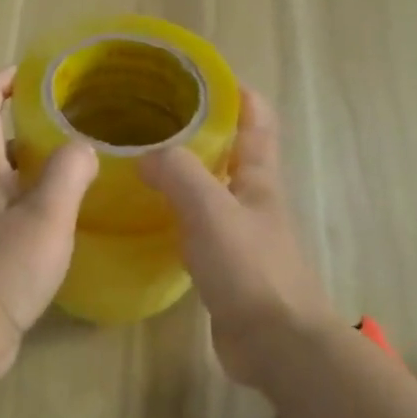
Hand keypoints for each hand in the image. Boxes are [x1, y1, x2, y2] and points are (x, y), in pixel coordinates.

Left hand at [0, 67, 99, 379]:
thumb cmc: (5, 266)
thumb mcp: (46, 214)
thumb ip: (68, 173)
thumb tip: (83, 147)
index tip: (25, 70)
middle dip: (27, 126)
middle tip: (71, 123)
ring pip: (11, 182)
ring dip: (38, 167)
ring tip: (80, 167)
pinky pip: (19, 214)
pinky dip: (42, 203)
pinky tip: (69, 219)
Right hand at [141, 88, 333, 388]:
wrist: (274, 343)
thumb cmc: (249, 267)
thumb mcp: (210, 209)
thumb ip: (177, 173)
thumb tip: (145, 156)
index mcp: (258, 178)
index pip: (257, 121)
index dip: (238, 92)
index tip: (202, 74)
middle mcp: (252, 199)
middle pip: (231, 152)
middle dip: (200, 129)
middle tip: (154, 116)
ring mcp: (240, 234)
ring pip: (210, 189)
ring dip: (184, 172)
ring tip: (142, 159)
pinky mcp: (224, 265)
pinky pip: (196, 226)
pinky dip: (175, 213)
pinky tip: (148, 214)